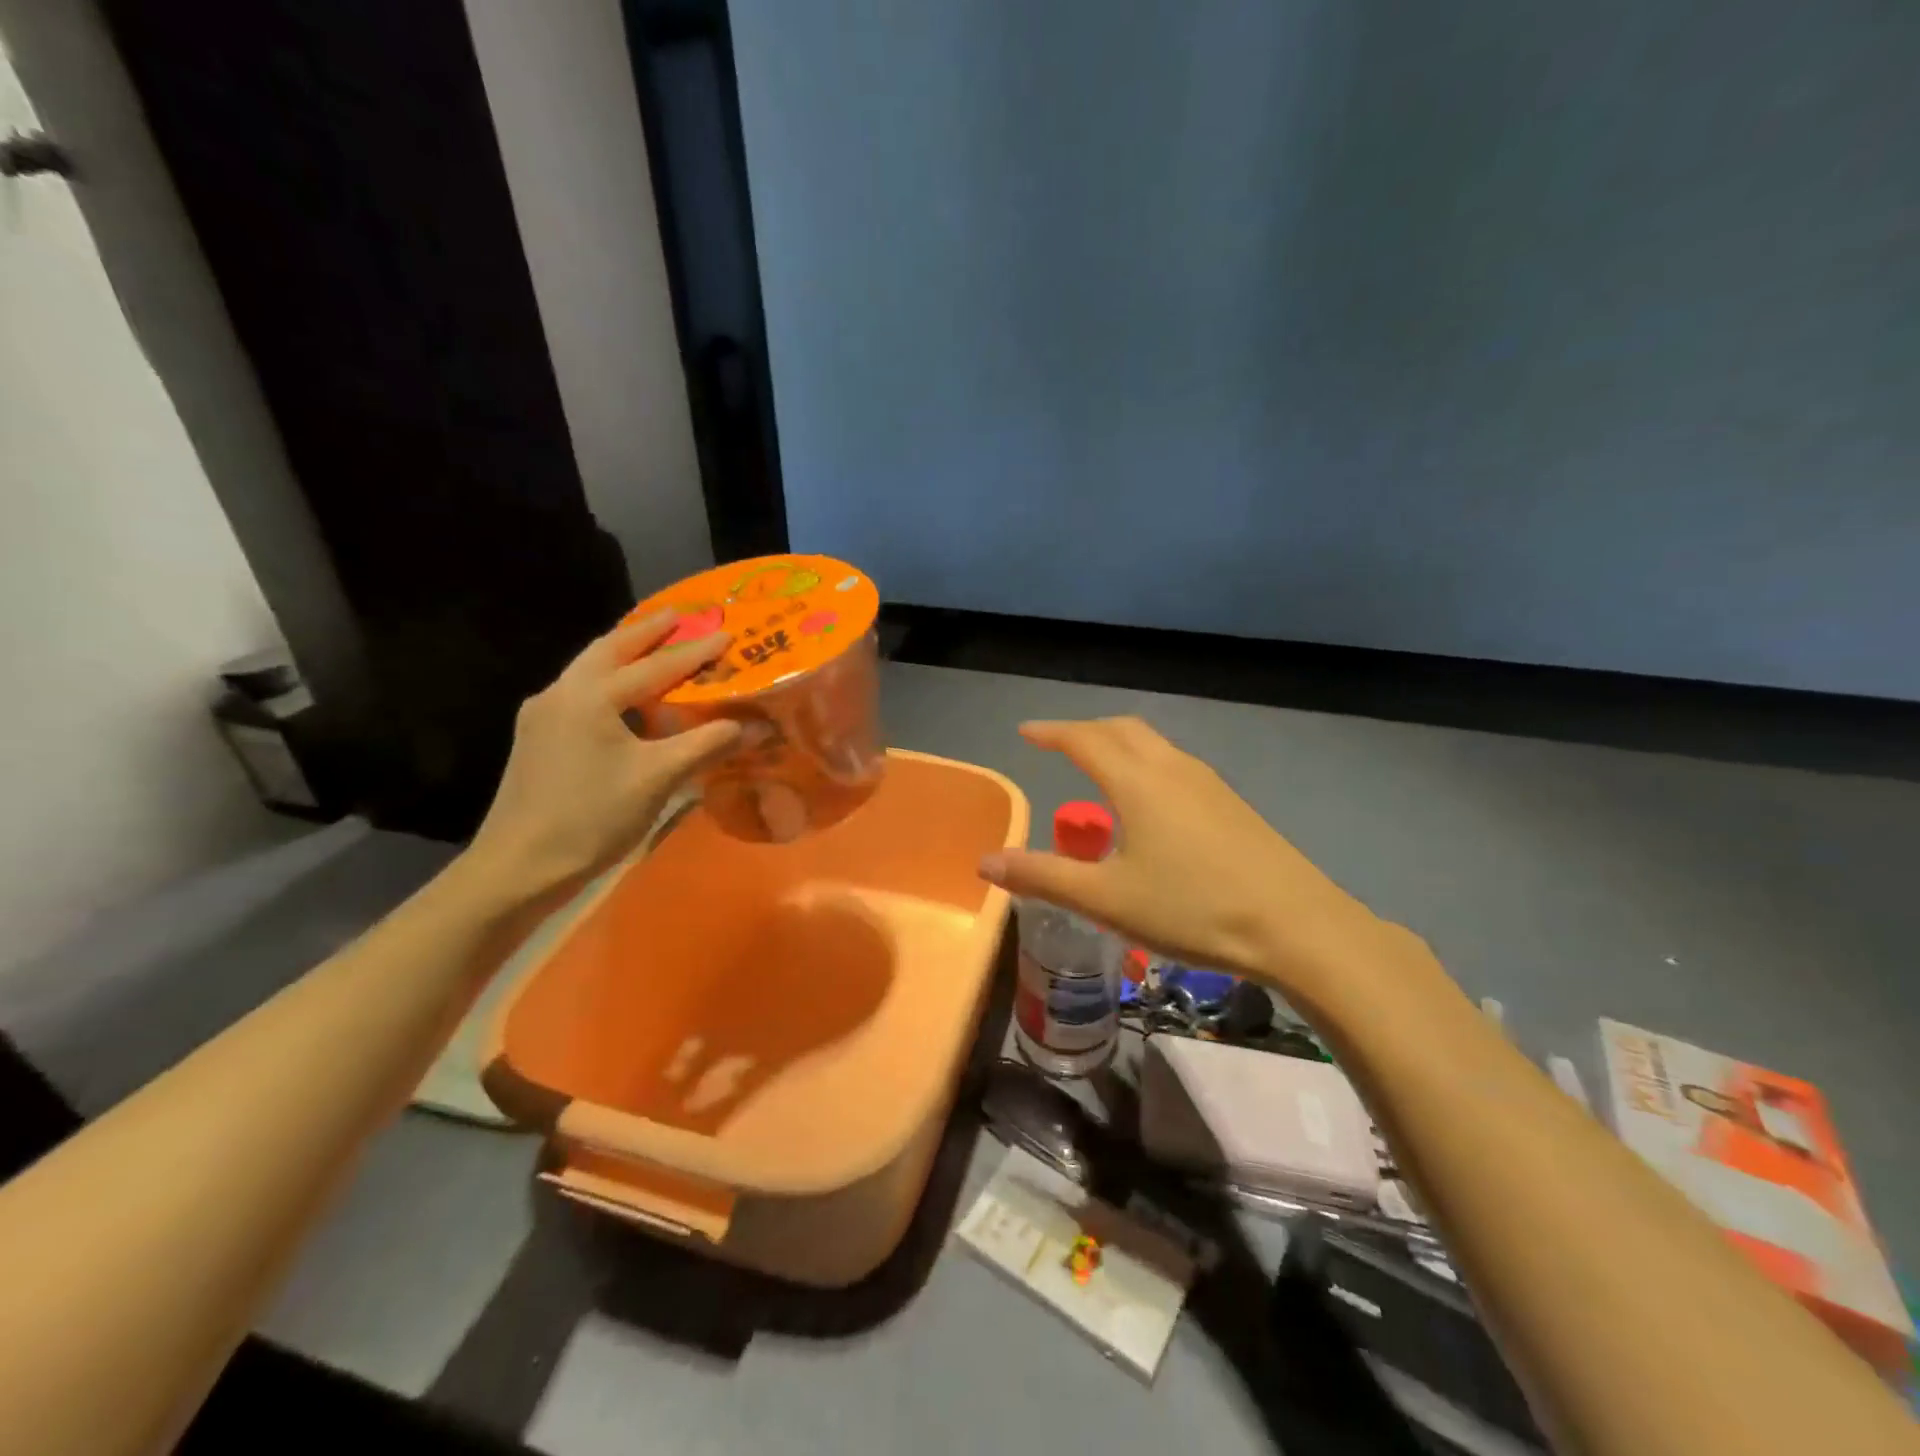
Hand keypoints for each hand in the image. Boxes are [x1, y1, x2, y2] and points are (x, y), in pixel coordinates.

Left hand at [467, 610, 742, 897]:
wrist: (518, 866)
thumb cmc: (591, 817)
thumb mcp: (658, 779)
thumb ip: (707, 745)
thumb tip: (755, 726)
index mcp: (590, 697)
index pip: (654, 666)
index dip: (694, 652)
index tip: (726, 634)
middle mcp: (561, 693)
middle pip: (609, 649)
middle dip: (646, 631)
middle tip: (678, 615)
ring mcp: (542, 714)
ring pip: (589, 669)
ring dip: (623, 652)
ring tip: (652, 645)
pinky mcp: (536, 737)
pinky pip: (580, 692)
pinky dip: (608, 680)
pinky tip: (623, 697)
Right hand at [979, 718, 1404, 1004]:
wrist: (1297, 927)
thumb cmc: (1192, 908)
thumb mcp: (1107, 899)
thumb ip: (1043, 877)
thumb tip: (985, 861)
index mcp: (1138, 782)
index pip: (1085, 739)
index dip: (1052, 732)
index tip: (1026, 731)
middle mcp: (1172, 769)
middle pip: (1122, 730)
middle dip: (1085, 730)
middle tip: (1058, 744)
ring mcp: (1209, 784)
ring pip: (1153, 745)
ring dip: (1119, 745)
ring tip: (1098, 769)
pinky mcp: (1232, 805)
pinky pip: (1175, 765)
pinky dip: (1145, 765)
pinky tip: (1148, 805)